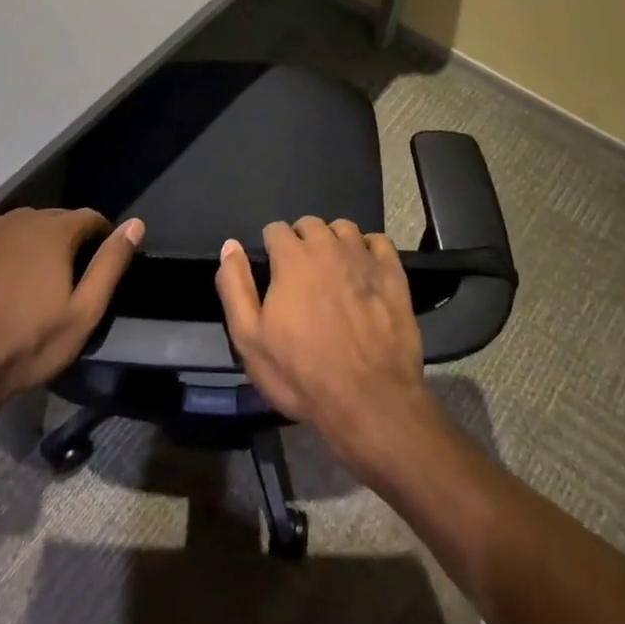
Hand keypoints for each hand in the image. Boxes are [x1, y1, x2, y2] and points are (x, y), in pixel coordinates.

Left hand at [0, 208, 141, 435]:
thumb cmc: (25, 346)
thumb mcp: (82, 314)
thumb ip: (110, 265)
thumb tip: (135, 224)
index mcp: (53, 231)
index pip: (90, 218)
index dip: (100, 240)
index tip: (97, 268)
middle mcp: (19, 217)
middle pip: (55, 220)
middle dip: (66, 243)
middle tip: (63, 282)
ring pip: (23, 228)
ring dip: (33, 245)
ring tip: (29, 284)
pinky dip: (3, 250)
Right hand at [214, 217, 435, 468]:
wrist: (369, 399)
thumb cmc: (301, 372)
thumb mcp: (249, 338)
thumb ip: (235, 286)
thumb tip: (230, 246)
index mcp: (292, 258)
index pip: (276, 229)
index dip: (271, 247)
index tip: (273, 270)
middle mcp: (328, 247)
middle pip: (310, 224)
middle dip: (301, 240)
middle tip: (300, 273)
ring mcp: (364, 258)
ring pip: (345, 229)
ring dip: (334, 241)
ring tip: (332, 268)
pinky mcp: (393, 274)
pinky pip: (379, 242)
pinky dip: (368, 249)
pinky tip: (364, 270)